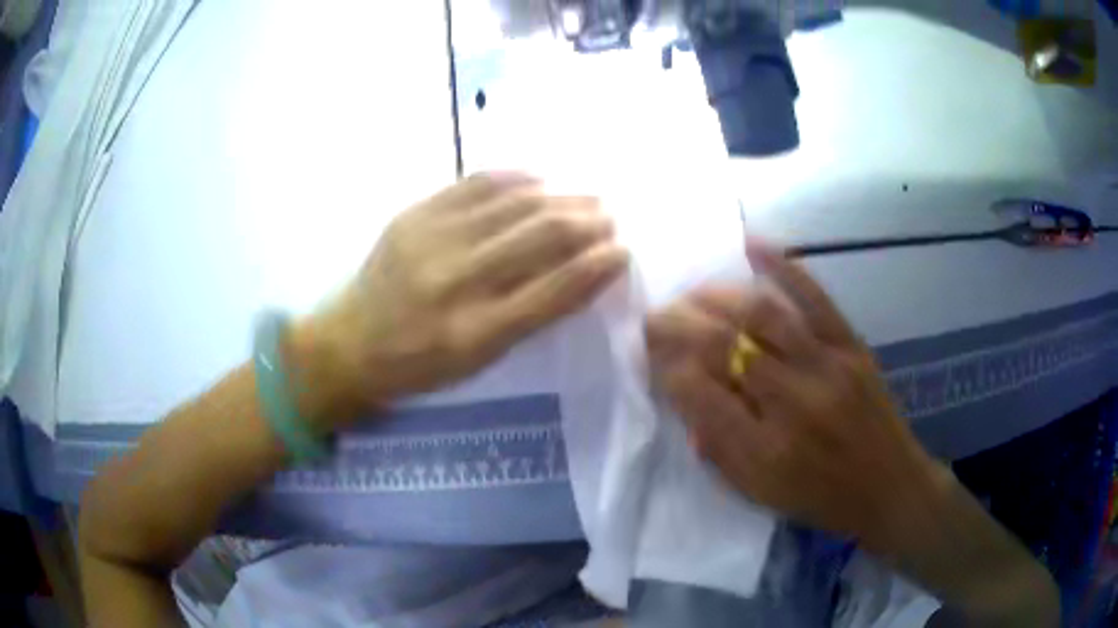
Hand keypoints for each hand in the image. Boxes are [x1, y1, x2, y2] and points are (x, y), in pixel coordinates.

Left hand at [296, 173, 628, 429]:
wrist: (351, 342)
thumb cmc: (419, 364)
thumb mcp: (478, 361)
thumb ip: (528, 318)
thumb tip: (578, 271)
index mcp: (477, 333)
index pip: (554, 290)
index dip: (596, 267)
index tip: (621, 251)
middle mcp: (458, 282)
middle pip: (540, 238)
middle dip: (586, 224)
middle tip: (608, 218)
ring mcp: (433, 241)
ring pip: (515, 205)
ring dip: (560, 198)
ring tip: (584, 199)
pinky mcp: (414, 215)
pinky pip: (475, 184)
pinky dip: (515, 178)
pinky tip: (539, 179)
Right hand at [645, 238, 938, 541]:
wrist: (889, 486)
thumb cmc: (819, 498)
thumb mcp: (758, 494)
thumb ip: (717, 449)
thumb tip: (686, 396)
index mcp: (764, 453)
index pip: (699, 395)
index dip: (667, 368)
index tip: (651, 355)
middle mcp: (793, 405)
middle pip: (724, 347)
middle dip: (679, 324)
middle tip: (656, 314)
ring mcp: (827, 368)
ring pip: (762, 314)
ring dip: (717, 297)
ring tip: (692, 293)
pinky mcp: (852, 346)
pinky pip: (815, 297)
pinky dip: (783, 266)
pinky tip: (753, 246)